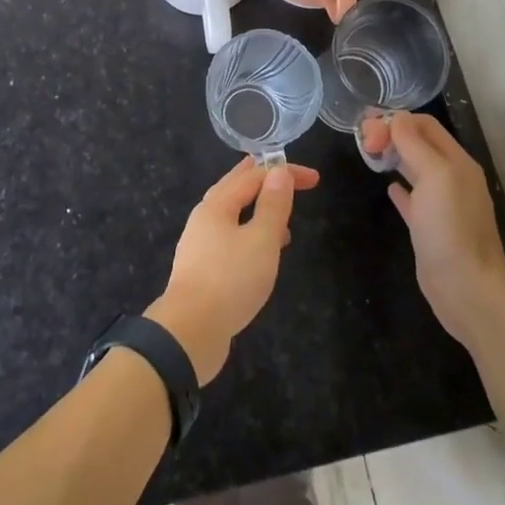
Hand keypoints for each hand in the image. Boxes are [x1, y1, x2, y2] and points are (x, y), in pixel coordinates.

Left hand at [146, 157, 319, 384]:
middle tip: (283, 174)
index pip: (253, 177)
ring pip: (231, 215)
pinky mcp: (202, 271)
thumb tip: (279, 172)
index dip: (283, 173)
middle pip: (234, 189)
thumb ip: (273, 206)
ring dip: (256, 209)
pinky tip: (262, 254)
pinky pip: (229, 239)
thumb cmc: (230, 280)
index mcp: (216, 205)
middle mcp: (203, 219)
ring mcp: (199, 245)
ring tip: (282, 219)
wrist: (190, 332)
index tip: (314, 179)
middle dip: (261, 180)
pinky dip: (249, 233)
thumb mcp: (261, 240)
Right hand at [362, 113, 504, 347]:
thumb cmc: (450, 227)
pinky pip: (413, 198)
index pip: (424, 125)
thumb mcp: (434, 175)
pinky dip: (400, 187)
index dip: (396, 121)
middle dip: (392, 135)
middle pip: (419, 143)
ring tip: (369, 155)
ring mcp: (442, 204)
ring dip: (394, 157)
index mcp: (457, 161)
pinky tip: (388, 187)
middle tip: (364, 142)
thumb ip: (413, 143)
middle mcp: (452, 178)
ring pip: (415, 168)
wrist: (466, 288)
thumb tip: (394, 118)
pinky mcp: (431, 227)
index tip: (368, 132)